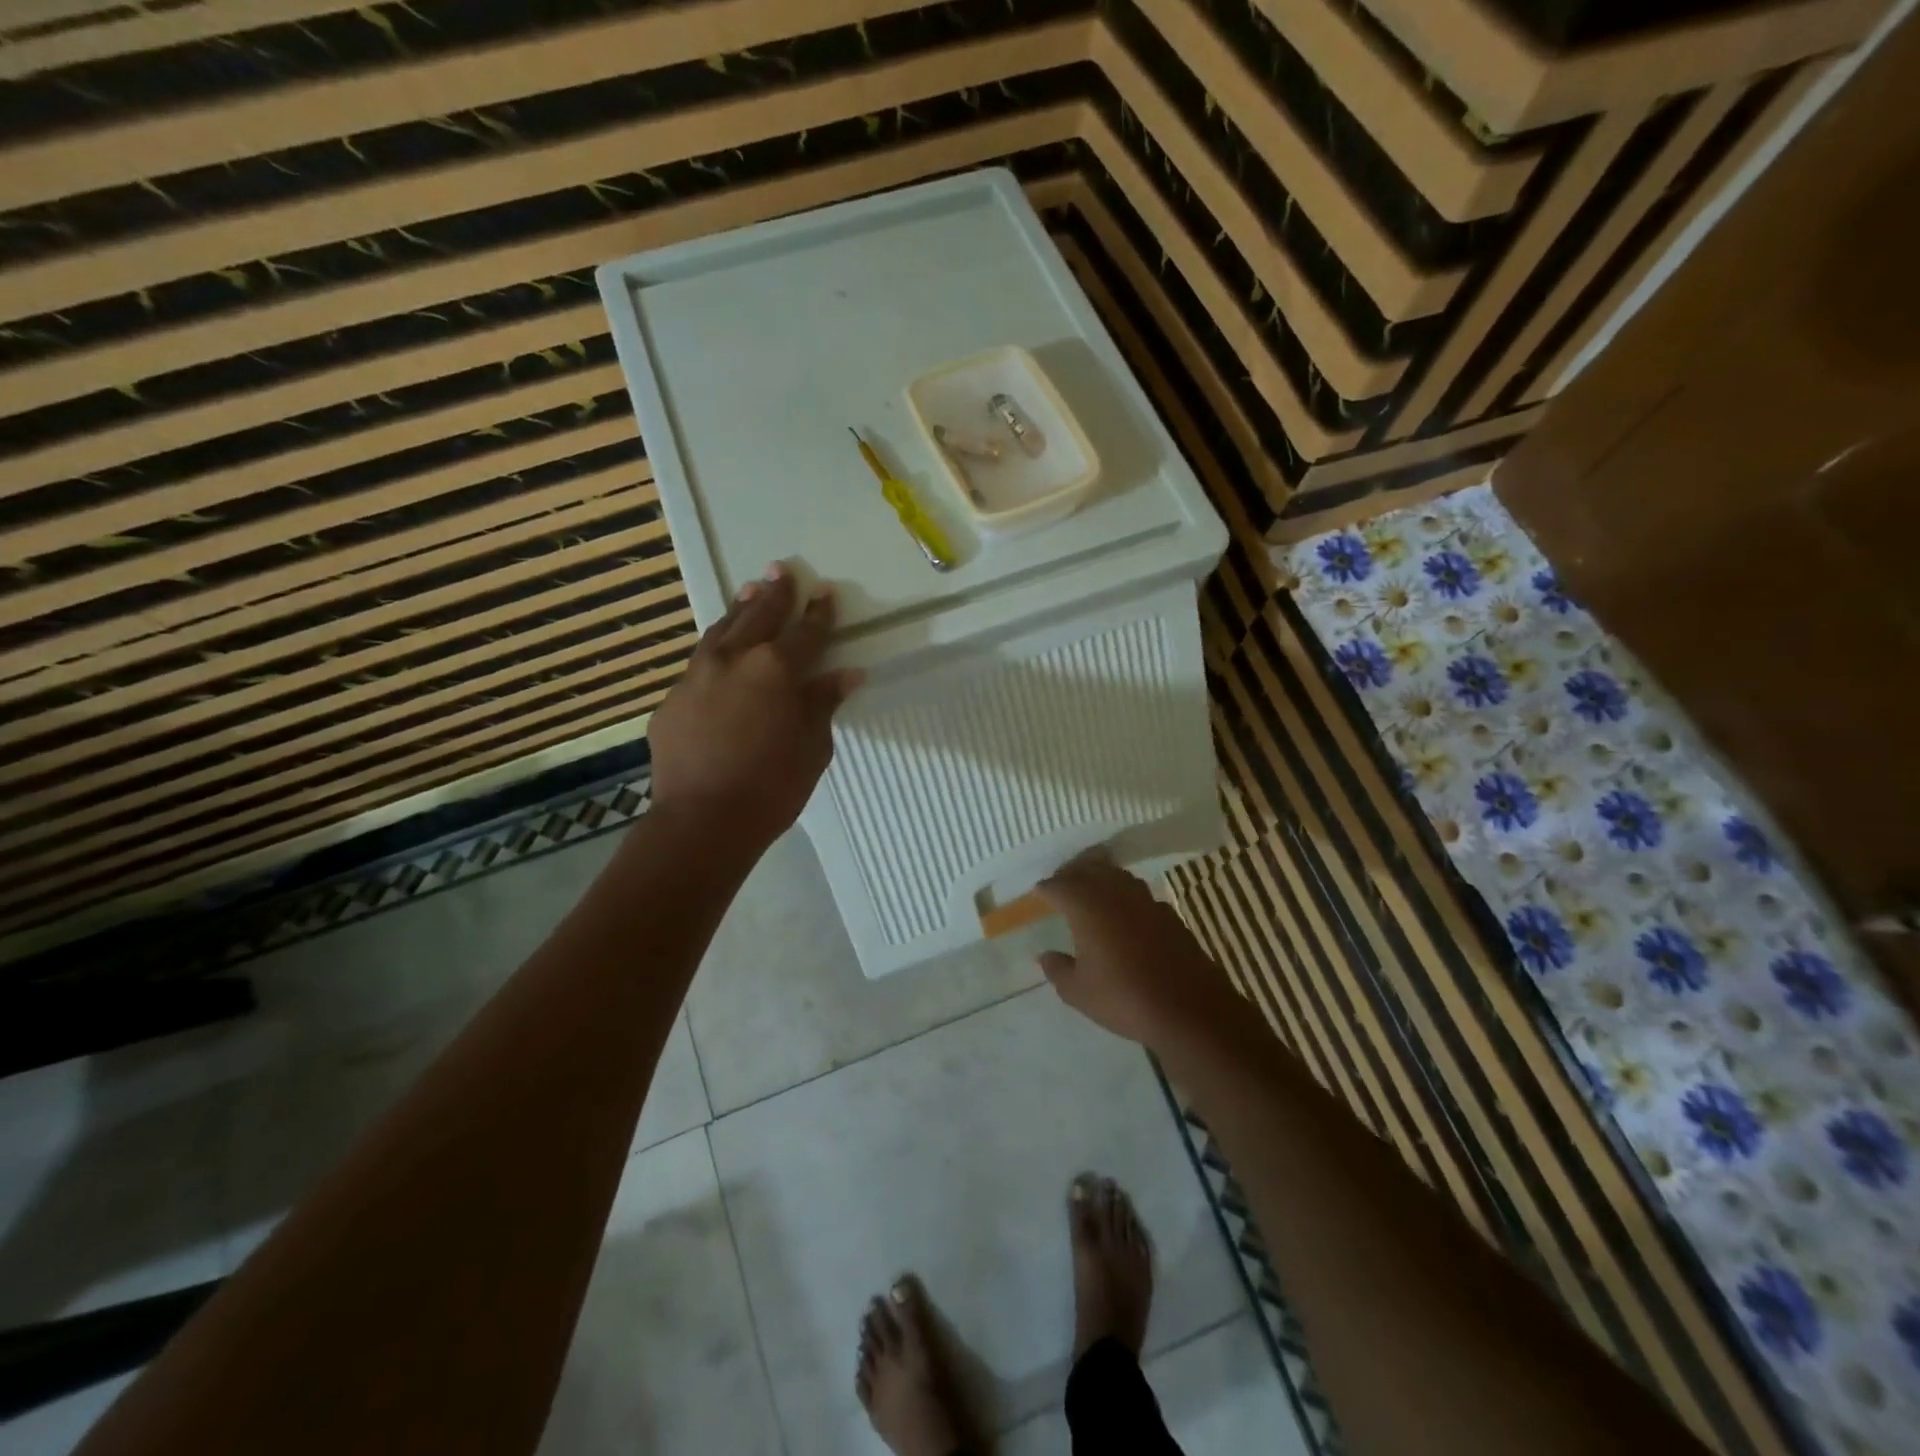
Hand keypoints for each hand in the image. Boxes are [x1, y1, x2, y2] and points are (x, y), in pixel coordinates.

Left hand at [648, 563, 862, 852]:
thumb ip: (824, 703)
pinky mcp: (672, 699)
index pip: (806, 632)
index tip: (824, 592)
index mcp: (777, 669)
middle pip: (759, 616)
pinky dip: (715, 650)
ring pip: (721, 631)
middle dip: (774, 593)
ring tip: (749, 590)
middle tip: (781, 569)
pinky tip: (718, 653)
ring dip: (739, 609)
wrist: (703, 821)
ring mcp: (697, 676)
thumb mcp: (812, 747)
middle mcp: (735, 660)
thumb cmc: (772, 787)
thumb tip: (847, 674)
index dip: (818, 612)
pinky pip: (699, 664)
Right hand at [1034, 857, 1241, 1054]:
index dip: (1047, 889)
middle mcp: (1115, 894)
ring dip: (1101, 879)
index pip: (1060, 886)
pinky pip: (1139, 894)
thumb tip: (1045, 955)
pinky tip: (1125, 914)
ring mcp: (1146, 901)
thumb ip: (1058, 969)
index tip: (1039, 893)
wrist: (1189, 1009)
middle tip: (1062, 885)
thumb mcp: (1078, 992)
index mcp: (1087, 906)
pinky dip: (1125, 896)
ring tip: (1091, 893)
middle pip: (1090, 870)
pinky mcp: (1169, 915)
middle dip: (1073, 875)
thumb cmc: (1124, 998)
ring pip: (1117, 877)